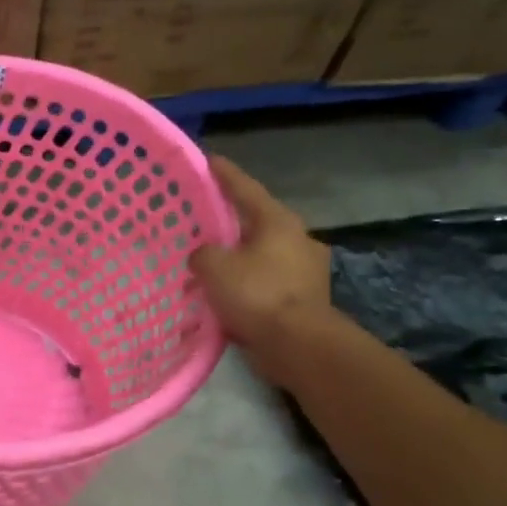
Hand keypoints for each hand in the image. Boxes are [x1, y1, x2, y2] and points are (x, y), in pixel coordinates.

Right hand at [190, 155, 337, 386]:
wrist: (298, 345)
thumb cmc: (256, 294)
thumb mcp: (213, 267)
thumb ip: (202, 253)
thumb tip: (204, 256)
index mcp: (278, 222)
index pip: (245, 189)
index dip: (224, 174)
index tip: (209, 160)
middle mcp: (297, 240)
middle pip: (256, 223)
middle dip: (230, 224)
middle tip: (203, 222)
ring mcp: (304, 271)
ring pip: (260, 256)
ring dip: (236, 260)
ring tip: (208, 267)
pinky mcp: (303, 300)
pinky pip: (264, 284)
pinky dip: (245, 287)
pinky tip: (223, 298)